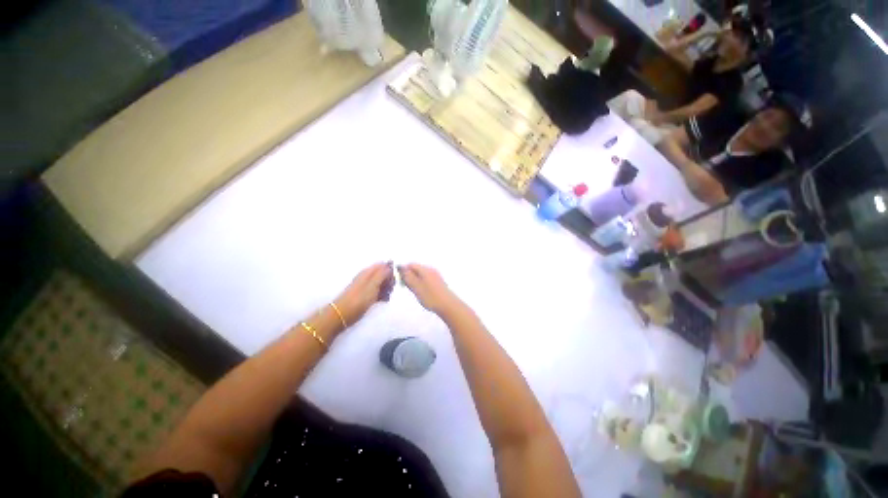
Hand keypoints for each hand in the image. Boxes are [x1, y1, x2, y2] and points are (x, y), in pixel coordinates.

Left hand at [335, 262, 394, 325]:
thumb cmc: (359, 299)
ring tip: (387, 297)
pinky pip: (378, 291)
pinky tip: (384, 301)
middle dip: (389, 281)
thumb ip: (382, 274)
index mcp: (368, 272)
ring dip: (387, 289)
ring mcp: (366, 286)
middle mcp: (367, 277)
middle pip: (383, 274)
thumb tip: (390, 266)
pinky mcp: (366, 295)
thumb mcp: (373, 285)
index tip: (394, 280)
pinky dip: (382, 295)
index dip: (390, 271)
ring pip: (381, 283)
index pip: (383, 265)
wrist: (343, 314)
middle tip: (390, 289)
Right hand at [398, 264, 459, 315]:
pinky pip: (426, 279)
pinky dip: (421, 284)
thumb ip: (407, 276)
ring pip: (421, 275)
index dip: (403, 271)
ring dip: (415, 281)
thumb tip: (400, 267)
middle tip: (408, 288)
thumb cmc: (430, 296)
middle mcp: (431, 269)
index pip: (410, 264)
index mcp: (425, 269)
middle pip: (416, 269)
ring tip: (415, 292)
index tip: (401, 282)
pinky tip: (422, 293)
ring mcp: (436, 275)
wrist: (448, 305)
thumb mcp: (416, 287)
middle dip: (409, 276)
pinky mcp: (438, 282)